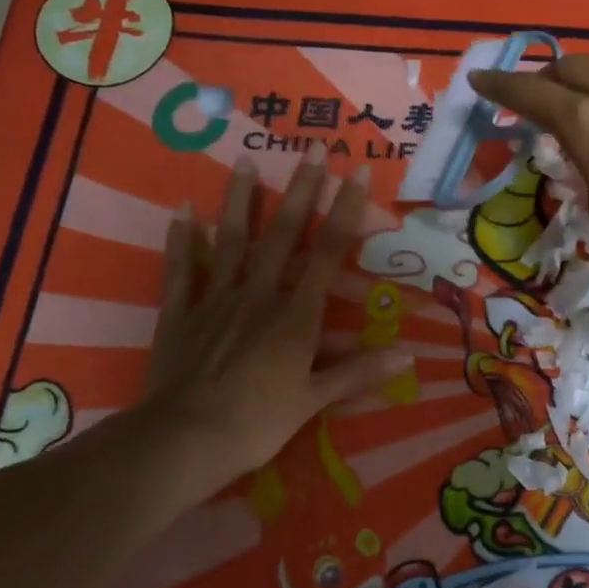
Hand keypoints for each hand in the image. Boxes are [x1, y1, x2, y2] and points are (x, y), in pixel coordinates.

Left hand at [144, 144, 407, 490]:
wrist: (186, 439)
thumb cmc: (259, 421)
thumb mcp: (315, 400)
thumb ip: (359, 373)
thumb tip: (408, 356)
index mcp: (296, 315)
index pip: (328, 252)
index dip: (344, 211)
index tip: (356, 173)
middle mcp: (259, 294)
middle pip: (283, 234)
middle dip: (301, 190)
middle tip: (311, 148)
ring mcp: (215, 298)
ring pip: (231, 240)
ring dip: (241, 200)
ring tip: (247, 160)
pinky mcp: (180, 312)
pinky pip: (180, 268)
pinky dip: (181, 238)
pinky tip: (182, 208)